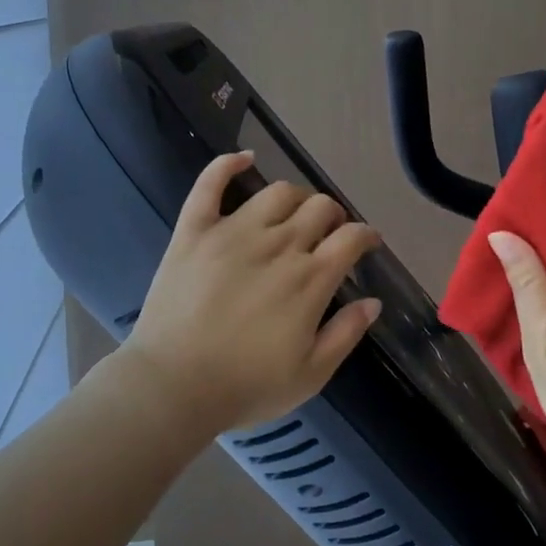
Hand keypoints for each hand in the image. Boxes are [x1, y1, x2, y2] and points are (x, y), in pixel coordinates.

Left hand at [119, 150, 382, 436]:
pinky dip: (228, 164)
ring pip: (277, 192)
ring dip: (296, 197)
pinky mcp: (195, 231)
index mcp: (310, 280)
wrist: (172, 387)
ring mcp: (233, 232)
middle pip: (319, 208)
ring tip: (294, 212)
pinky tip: (243, 158)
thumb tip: (373, 301)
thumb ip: (346, 334)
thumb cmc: (245, 387)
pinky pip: (210, 184)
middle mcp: (278, 245)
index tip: (367, 242)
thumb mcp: (310, 374)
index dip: (366, 235)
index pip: (351, 238)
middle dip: (334, 216)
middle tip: (330, 232)